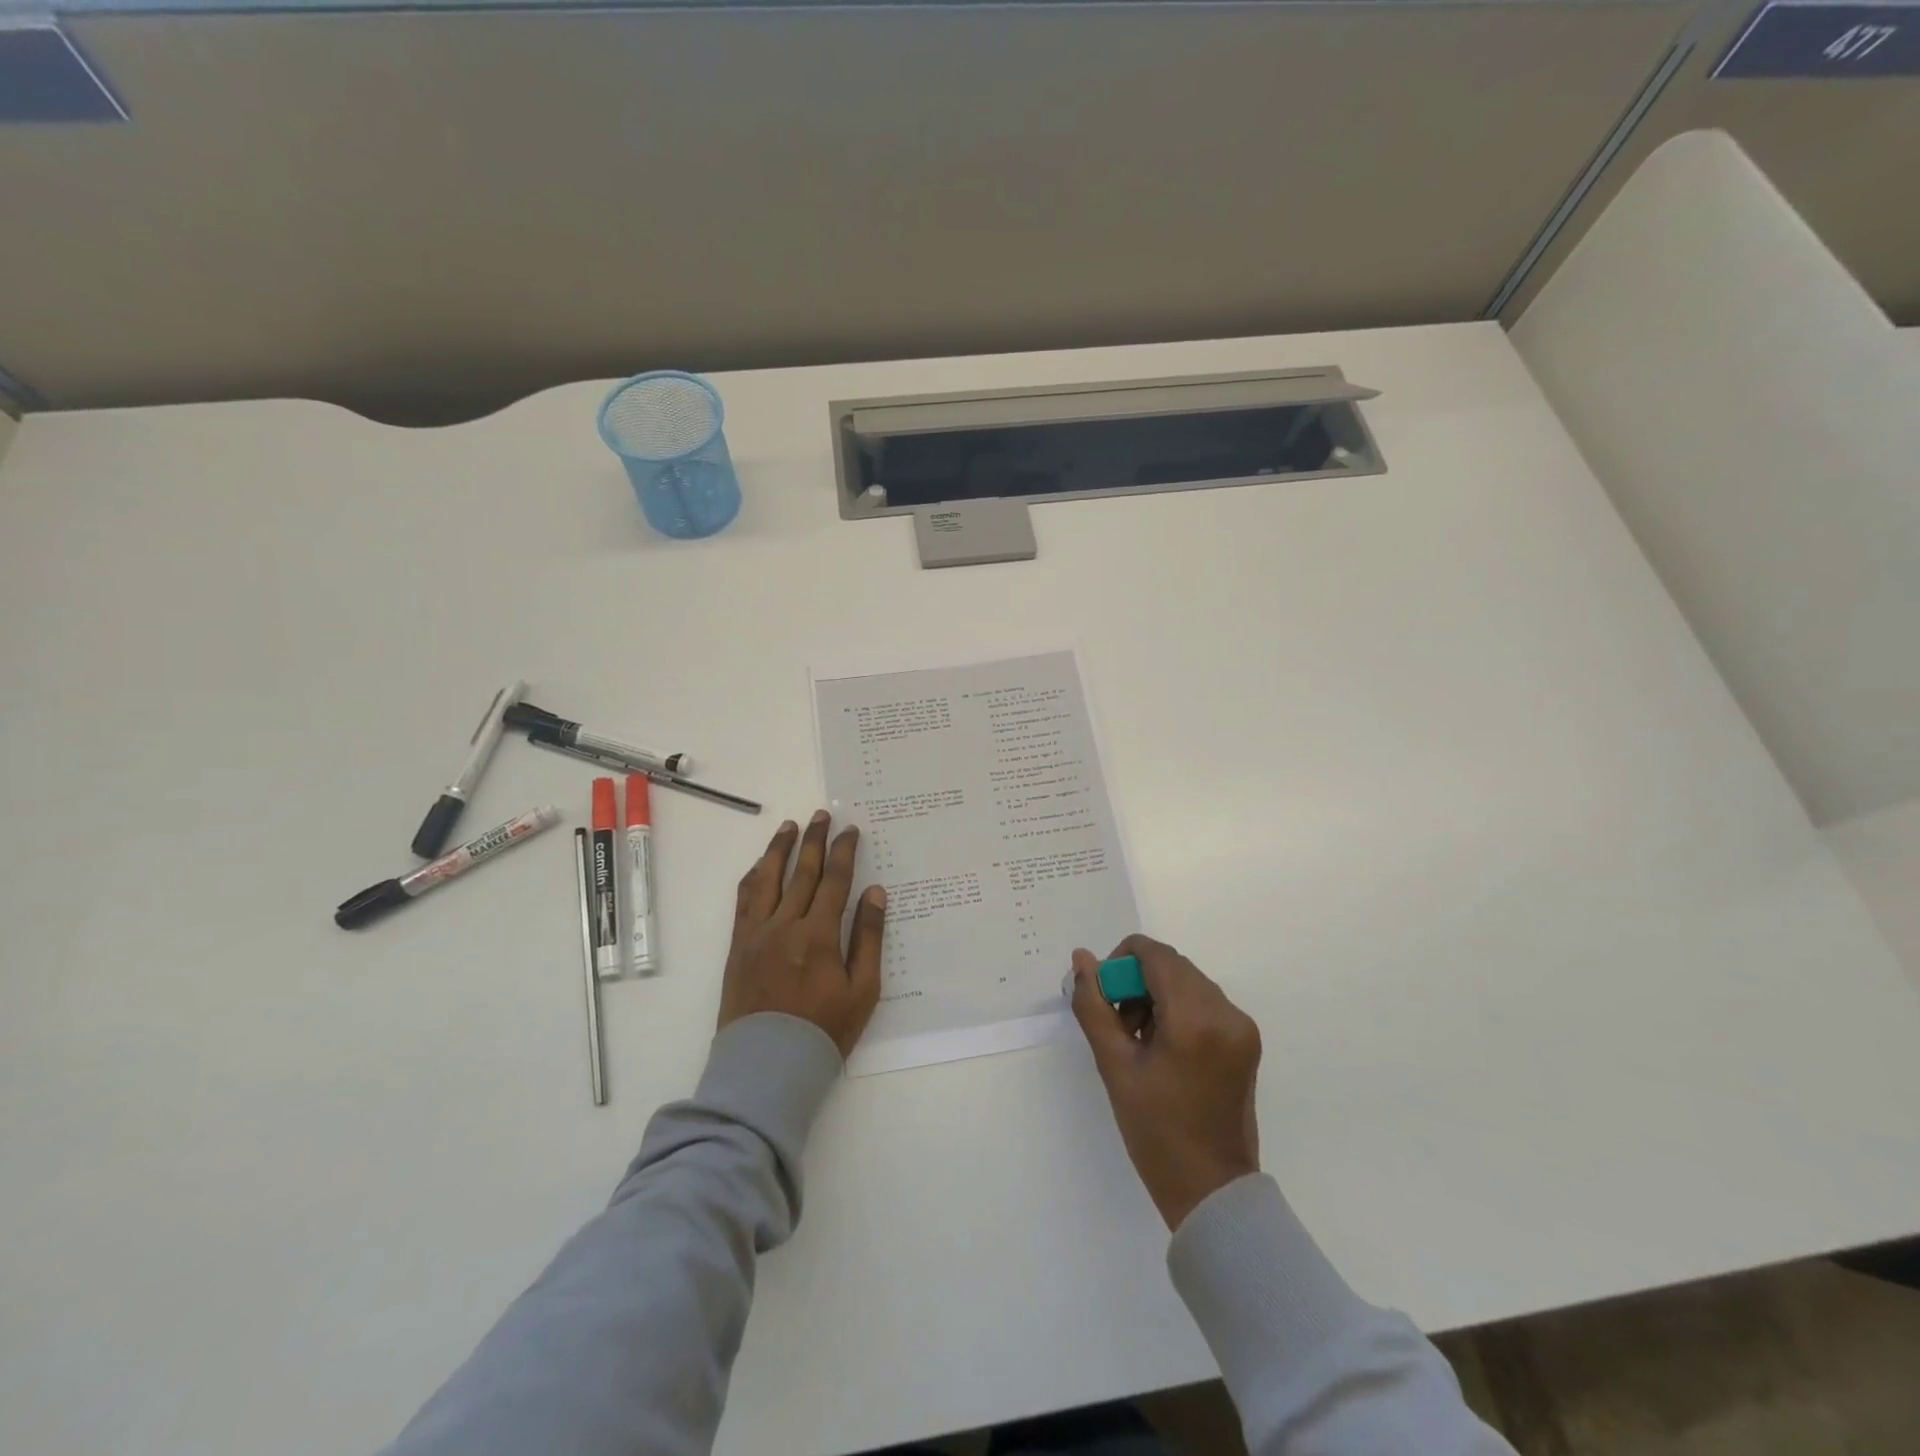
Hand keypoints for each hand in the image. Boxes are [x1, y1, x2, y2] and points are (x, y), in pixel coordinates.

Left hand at [719, 811, 887, 1058]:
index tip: (850, 830)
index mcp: (818, 935)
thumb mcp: (863, 990)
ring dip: (780, 849)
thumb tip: (874, 892)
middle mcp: (785, 924)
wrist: (768, 1065)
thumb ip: (868, 937)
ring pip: (768, 879)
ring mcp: (757, 933)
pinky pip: (744, 900)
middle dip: (814, 840)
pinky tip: (760, 865)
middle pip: (802, 871)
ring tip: (789, 826)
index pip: (834, 881)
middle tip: (821, 815)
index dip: (844, 852)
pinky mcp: (738, 945)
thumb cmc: (824, 1029)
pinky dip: (754, 877)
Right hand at [1069, 934, 1261, 1230]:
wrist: (1211, 1190)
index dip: (1121, 961)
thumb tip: (1082, 959)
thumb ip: (1094, 1006)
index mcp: (1194, 1018)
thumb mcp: (1114, 1066)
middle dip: (1137, 981)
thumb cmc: (1155, 1132)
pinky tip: (1162, 1045)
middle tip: (1117, 1021)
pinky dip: (1178, 1009)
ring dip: (1157, 994)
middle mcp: (1226, 1012)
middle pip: (1172, 966)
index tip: (1104, 995)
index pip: (1155, 955)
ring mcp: (1241, 1026)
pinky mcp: (1246, 1040)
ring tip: (1137, 1037)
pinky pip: (1204, 1002)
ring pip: (1187, 982)